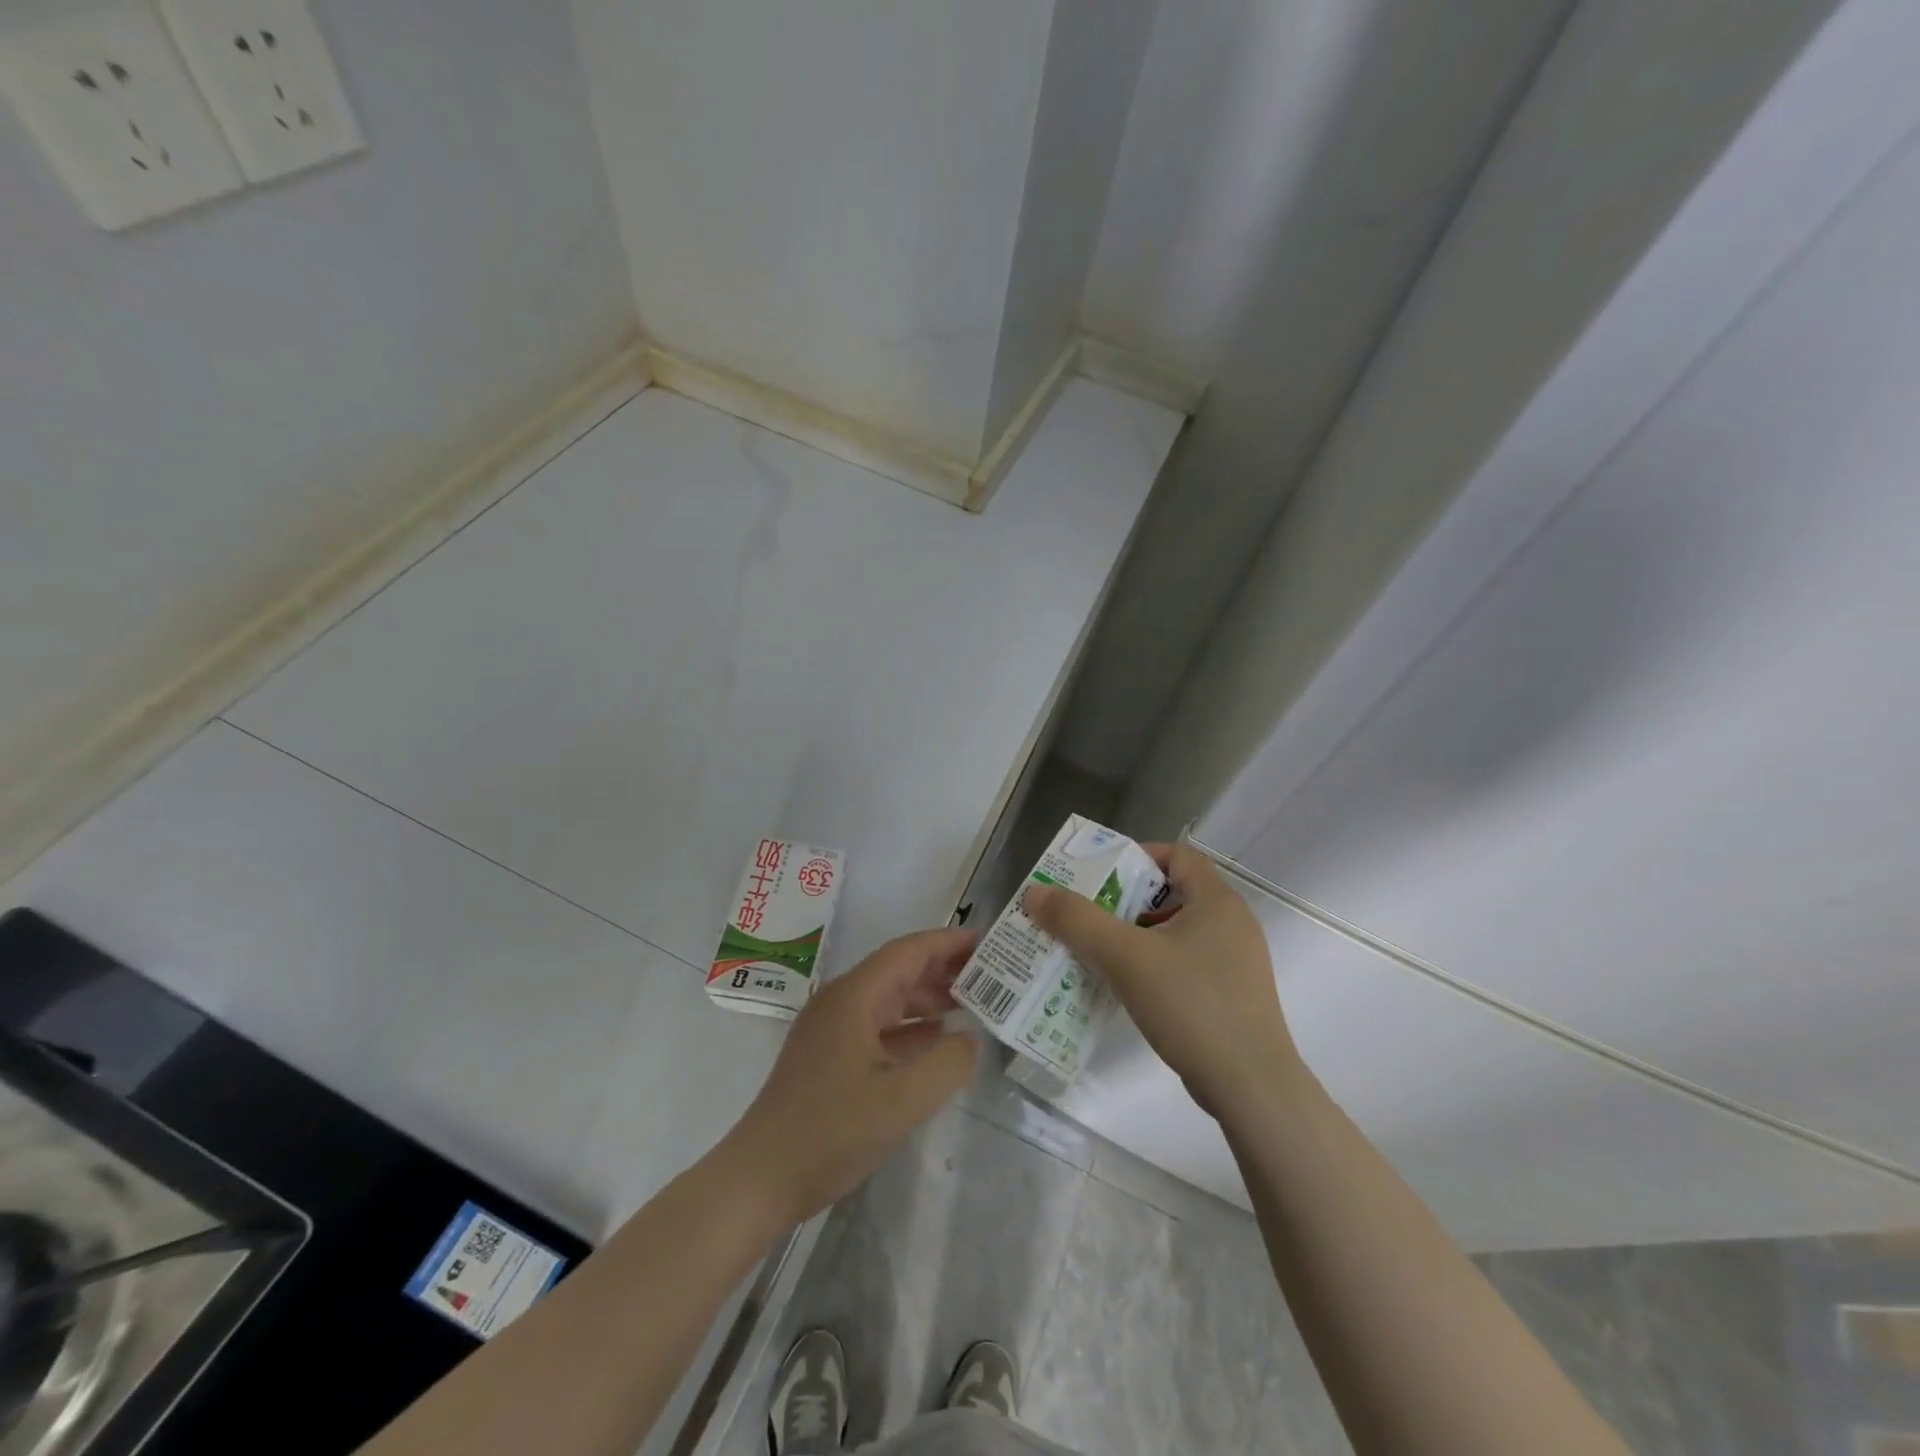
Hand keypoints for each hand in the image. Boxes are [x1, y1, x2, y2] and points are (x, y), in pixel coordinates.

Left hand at [720, 928, 979, 1225]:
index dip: (948, 943)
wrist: (761, 1179)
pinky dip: (910, 1027)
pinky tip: (937, 1038)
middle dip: (944, 969)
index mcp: (854, 997)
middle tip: (991, 974)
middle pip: (899, 971)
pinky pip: (878, 1026)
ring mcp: (832, 1029)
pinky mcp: (829, 1056)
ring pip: (889, 999)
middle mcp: (841, 1002)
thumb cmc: (831, 1133)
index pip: (908, 951)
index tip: (987, 941)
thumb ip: (947, 1064)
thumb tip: (969, 1039)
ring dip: (929, 998)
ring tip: (974, 1002)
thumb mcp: (902, 1101)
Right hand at [1025, 842, 1299, 1119]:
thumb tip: (1035, 893)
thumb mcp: (1125, 958)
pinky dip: (1156, 964)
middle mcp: (1233, 923)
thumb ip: (1078, 921)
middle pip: (1174, 893)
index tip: (1102, 875)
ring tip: (1100, 952)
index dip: (1138, 857)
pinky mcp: (1233, 996)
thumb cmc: (1192, 1006)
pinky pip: (1188, 963)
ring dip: (1138, 935)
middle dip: (1128, 900)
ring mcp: (1237, 962)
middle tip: (1089, 914)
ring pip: (1178, 931)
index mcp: (1217, 901)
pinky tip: (1129, 988)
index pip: (1178, 856)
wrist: (1251, 1087)